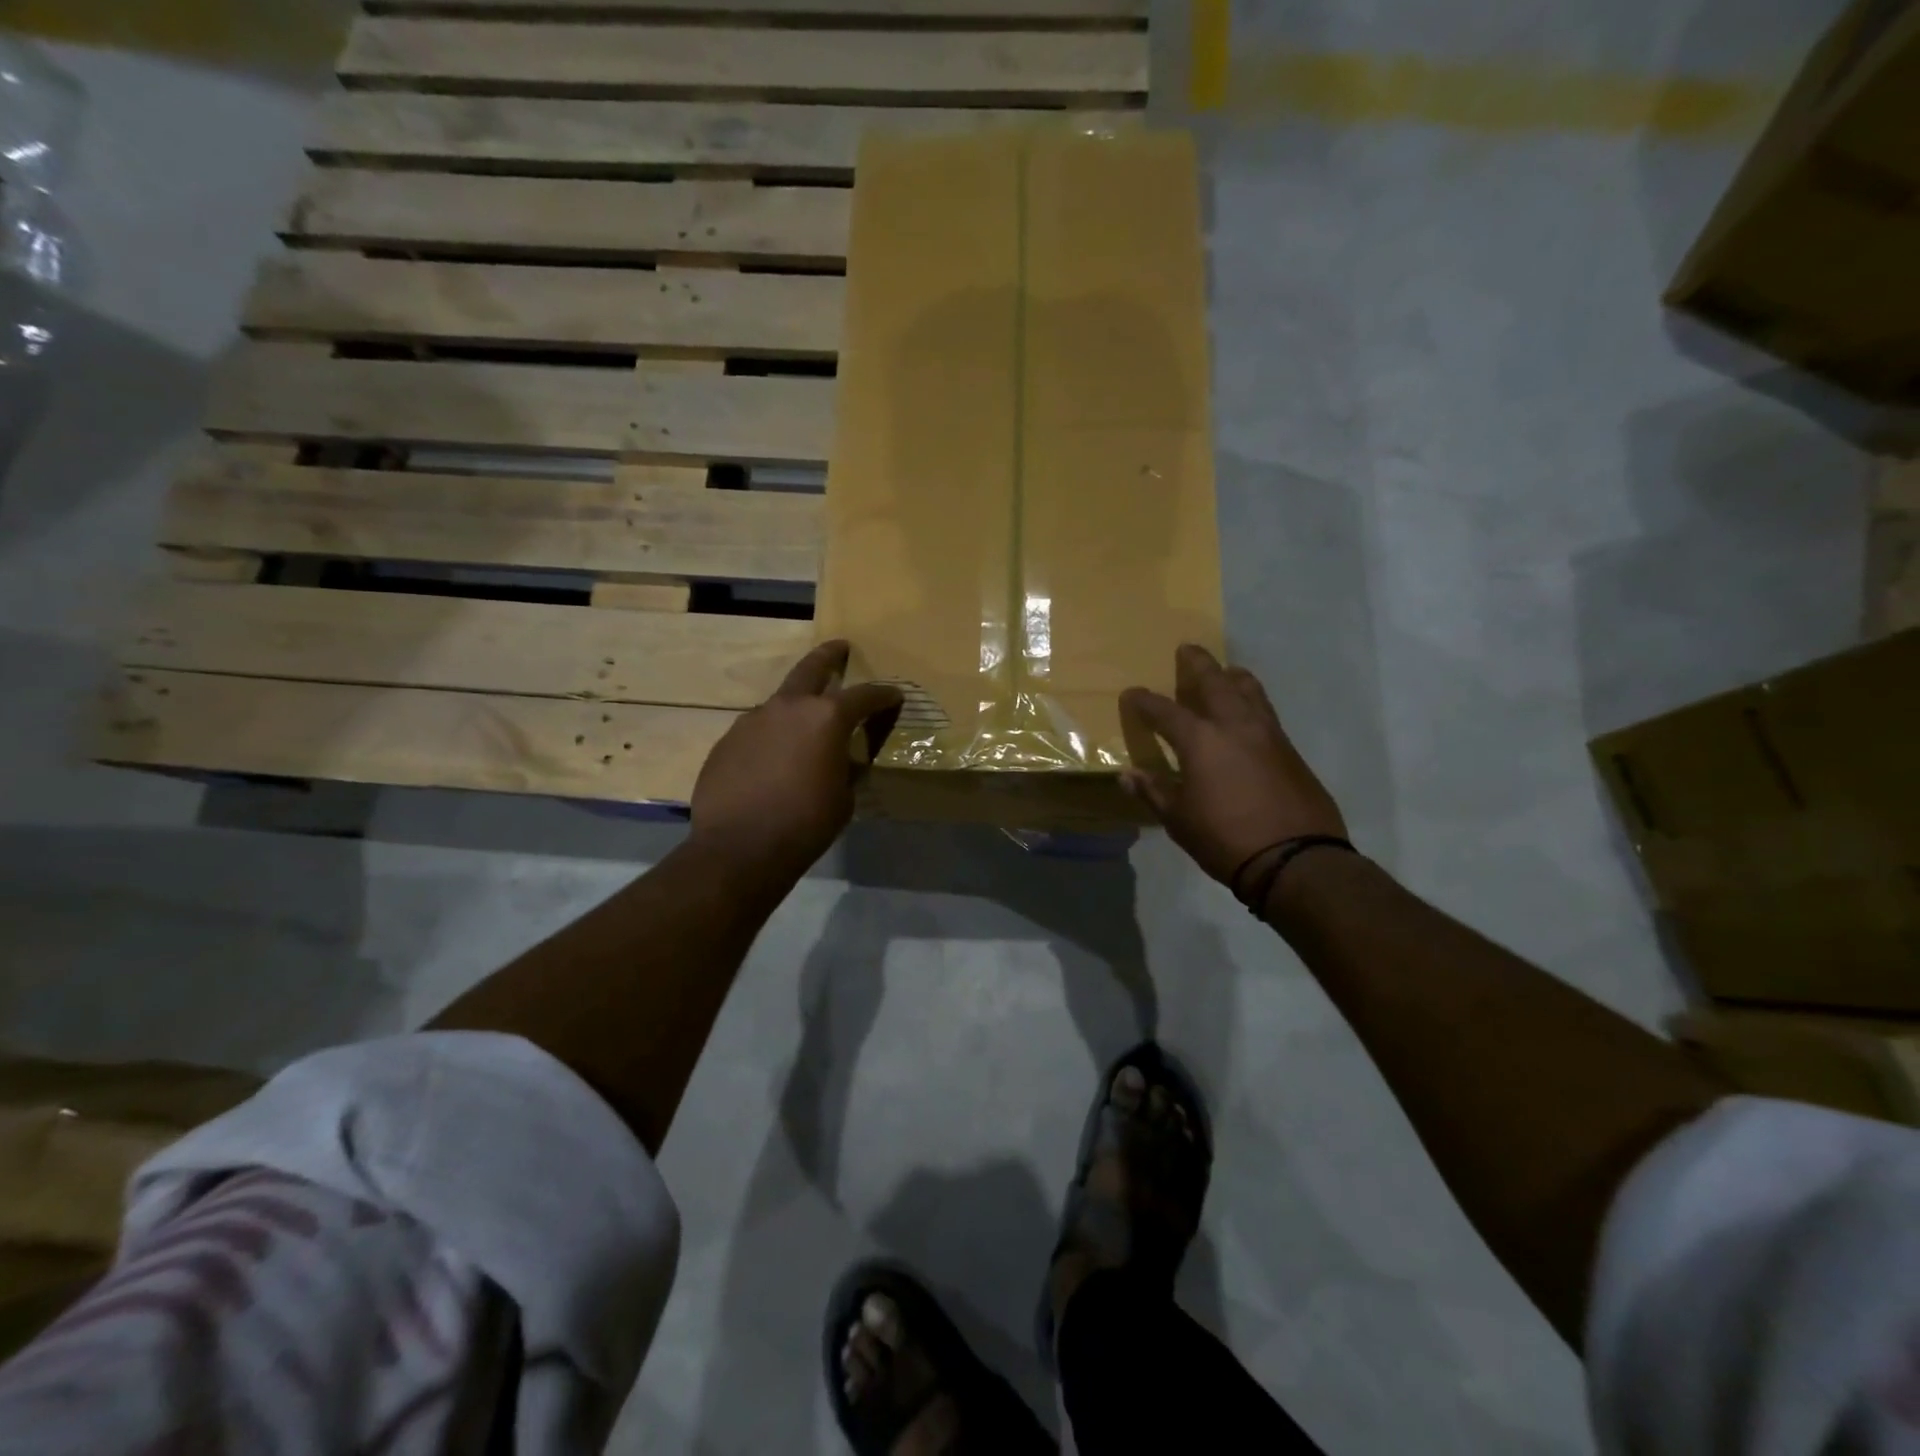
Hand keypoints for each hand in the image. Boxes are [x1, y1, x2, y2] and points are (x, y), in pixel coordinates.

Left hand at [690, 640, 902, 877]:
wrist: (739, 848)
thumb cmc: (805, 824)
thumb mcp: (843, 798)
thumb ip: (846, 767)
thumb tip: (842, 758)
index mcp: (826, 718)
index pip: (864, 696)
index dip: (884, 695)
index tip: (895, 695)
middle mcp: (788, 707)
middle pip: (812, 668)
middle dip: (830, 657)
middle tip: (840, 649)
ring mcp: (752, 720)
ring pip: (780, 702)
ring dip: (796, 707)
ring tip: (804, 726)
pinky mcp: (727, 741)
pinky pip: (757, 731)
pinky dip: (771, 737)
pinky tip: (771, 762)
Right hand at [1119, 644, 1346, 886]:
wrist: (1295, 858)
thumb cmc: (1225, 838)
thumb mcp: (1179, 819)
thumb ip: (1154, 791)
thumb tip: (1127, 775)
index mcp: (1201, 740)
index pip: (1164, 711)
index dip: (1144, 702)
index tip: (1131, 695)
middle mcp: (1235, 725)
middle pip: (1214, 681)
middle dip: (1197, 664)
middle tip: (1186, 650)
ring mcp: (1268, 734)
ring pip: (1249, 689)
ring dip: (1231, 676)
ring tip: (1224, 672)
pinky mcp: (1290, 749)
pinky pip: (1265, 711)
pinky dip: (1251, 700)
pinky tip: (1246, 713)